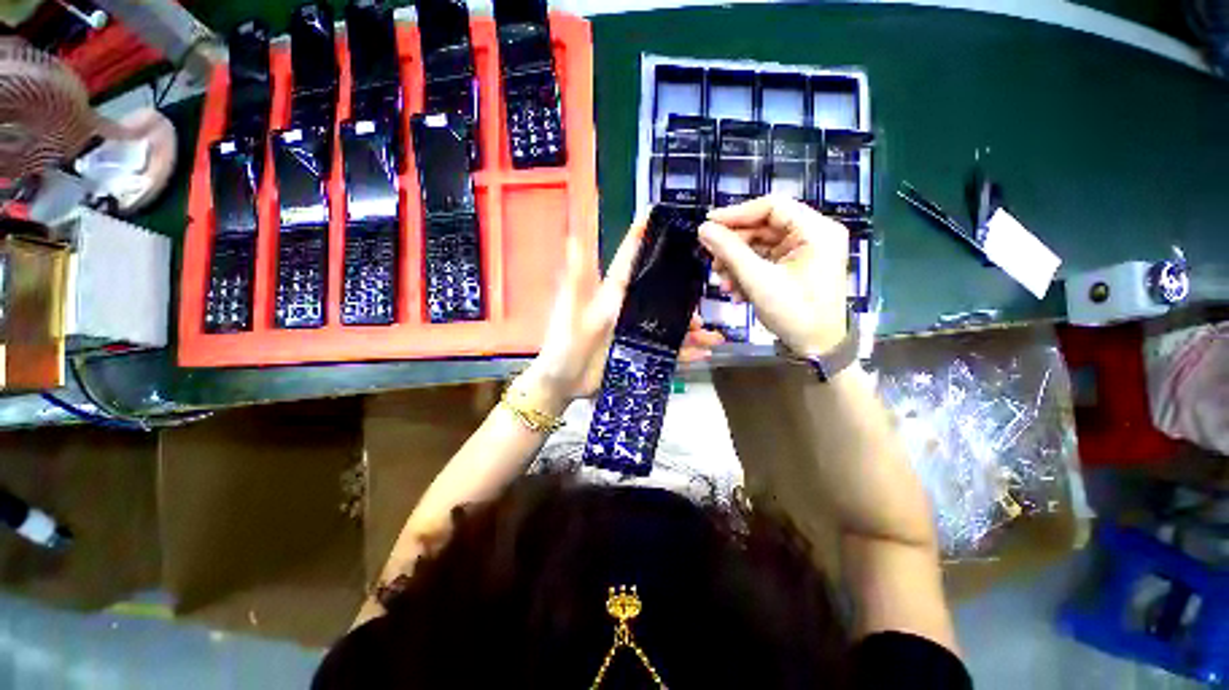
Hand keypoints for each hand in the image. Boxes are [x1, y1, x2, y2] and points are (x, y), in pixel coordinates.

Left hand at [519, 215, 723, 412]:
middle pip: (660, 296)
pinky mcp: (638, 354)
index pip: (629, 260)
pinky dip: (684, 353)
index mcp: (612, 294)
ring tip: (713, 336)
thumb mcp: (571, 307)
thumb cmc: (564, 342)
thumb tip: (573, 234)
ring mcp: (635, 333)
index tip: (657, 213)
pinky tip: (704, 354)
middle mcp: (627, 310)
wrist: (563, 381)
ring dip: (691, 329)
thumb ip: (576, 275)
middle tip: (705, 299)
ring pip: (668, 326)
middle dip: (683, 296)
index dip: (641, 236)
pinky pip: (666, 352)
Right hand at [699, 195, 848, 355]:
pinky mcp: (795, 267)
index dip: (737, 213)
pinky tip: (734, 290)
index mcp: (815, 230)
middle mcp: (813, 235)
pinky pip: (765, 260)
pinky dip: (747, 272)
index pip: (772, 206)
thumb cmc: (795, 313)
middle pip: (764, 226)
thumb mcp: (759, 281)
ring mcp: (804, 252)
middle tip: (711, 260)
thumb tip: (704, 229)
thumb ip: (730, 251)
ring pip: (760, 245)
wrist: (818, 348)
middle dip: (734, 245)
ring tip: (722, 281)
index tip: (708, 224)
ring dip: (737, 262)